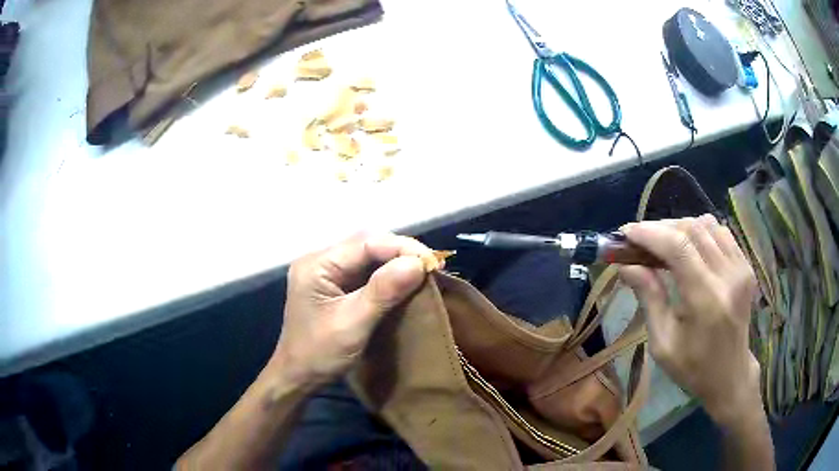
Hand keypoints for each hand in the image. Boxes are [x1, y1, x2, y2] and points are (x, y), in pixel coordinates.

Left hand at [272, 233, 437, 387]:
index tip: (433, 262)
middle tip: (432, 266)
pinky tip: (405, 279)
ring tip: (425, 270)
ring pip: (368, 255)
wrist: (298, 376)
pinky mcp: (334, 284)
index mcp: (317, 264)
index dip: (402, 248)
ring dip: (397, 260)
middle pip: (367, 244)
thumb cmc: (320, 353)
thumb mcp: (352, 324)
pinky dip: (388, 273)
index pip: (365, 243)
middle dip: (401, 251)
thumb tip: (418, 264)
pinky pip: (365, 270)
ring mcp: (326, 271)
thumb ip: (383, 291)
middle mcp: (320, 260)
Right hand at [618, 215, 760, 423]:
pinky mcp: (746, 265)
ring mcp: (741, 268)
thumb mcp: (663, 343)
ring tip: (663, 244)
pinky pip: (721, 232)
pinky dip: (700, 232)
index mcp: (706, 299)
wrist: (730, 375)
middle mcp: (728, 276)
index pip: (678, 247)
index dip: (649, 233)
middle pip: (692, 229)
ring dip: (680, 227)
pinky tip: (689, 248)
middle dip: (661, 228)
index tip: (625, 233)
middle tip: (640, 240)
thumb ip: (649, 298)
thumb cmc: (693, 367)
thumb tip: (625, 266)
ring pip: (707, 224)